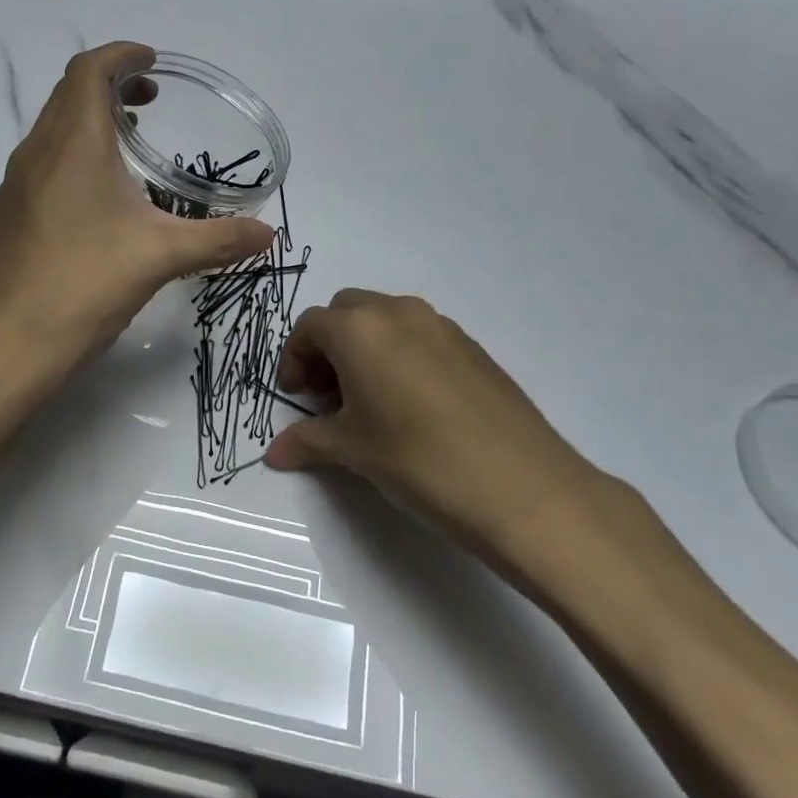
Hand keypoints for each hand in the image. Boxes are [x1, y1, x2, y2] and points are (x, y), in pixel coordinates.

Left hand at [0, 43, 273, 391]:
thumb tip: (269, 234)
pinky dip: (74, 152)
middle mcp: (38, 151)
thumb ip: (219, 240)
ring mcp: (18, 184)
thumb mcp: (160, 256)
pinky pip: (45, 161)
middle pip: (70, 92)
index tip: (153, 62)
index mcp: (73, 143)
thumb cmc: (84, 283)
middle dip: (111, 83)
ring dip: (90, 118)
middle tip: (152, 100)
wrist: (7, 344)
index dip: (122, 55)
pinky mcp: (11, 214)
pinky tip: (101, 195)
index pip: (89, 70)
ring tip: (132, 141)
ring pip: (54, 127)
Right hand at [265, 290, 629, 592]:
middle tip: (328, 395)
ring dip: (365, 348)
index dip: (294, 359)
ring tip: (370, 402)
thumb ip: (308, 442)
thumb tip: (274, 453)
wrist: (522, 486)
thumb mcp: (353, 452)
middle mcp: (398, 312)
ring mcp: (441, 326)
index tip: (296, 397)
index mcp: (359, 329)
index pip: (309, 326)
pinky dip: (400, 355)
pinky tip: (412, 407)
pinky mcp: (472, 346)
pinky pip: (420, 336)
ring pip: (385, 320)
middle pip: (346, 312)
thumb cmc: (418, 460)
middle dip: (328, 346)